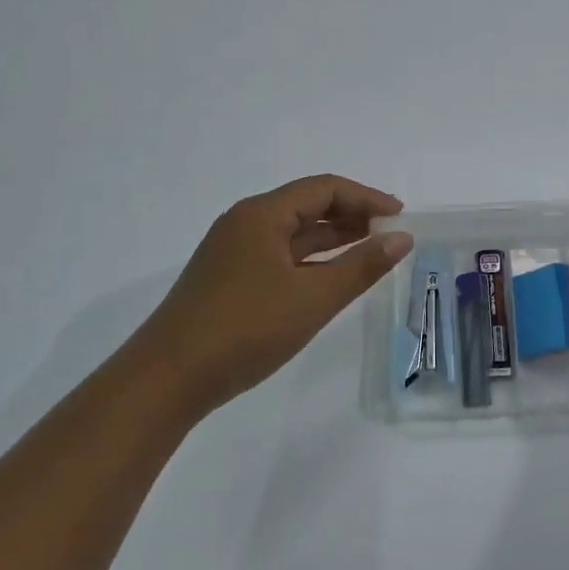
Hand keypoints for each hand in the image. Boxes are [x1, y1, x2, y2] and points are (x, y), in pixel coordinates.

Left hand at [144, 174, 413, 415]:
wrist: (166, 380)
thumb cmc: (245, 329)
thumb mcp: (312, 298)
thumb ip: (361, 266)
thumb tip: (402, 238)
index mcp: (261, 214)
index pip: (324, 188)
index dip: (366, 198)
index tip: (400, 217)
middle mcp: (245, 223)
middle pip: (307, 205)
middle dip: (351, 215)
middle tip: (389, 234)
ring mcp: (233, 252)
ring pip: (292, 233)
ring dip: (332, 238)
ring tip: (371, 251)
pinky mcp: (228, 279)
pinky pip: (279, 255)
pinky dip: (310, 260)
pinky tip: (331, 277)